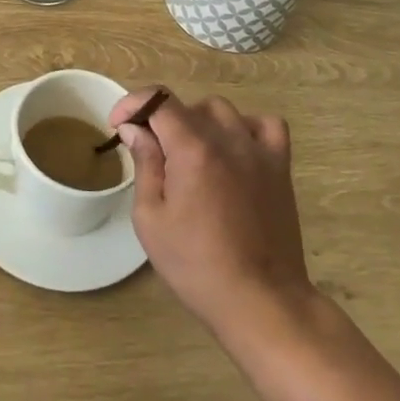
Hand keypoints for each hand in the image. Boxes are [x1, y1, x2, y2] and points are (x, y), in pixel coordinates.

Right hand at [111, 87, 313, 337]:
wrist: (260, 300)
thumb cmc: (196, 265)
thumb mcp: (151, 219)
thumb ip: (144, 164)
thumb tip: (135, 129)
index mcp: (192, 148)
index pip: (158, 100)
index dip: (133, 105)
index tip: (119, 126)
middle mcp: (227, 138)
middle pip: (187, 106)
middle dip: (160, 121)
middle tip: (150, 153)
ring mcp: (258, 150)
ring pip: (222, 110)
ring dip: (198, 122)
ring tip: (189, 153)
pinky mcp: (280, 166)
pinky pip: (266, 125)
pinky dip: (246, 128)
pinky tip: (234, 150)